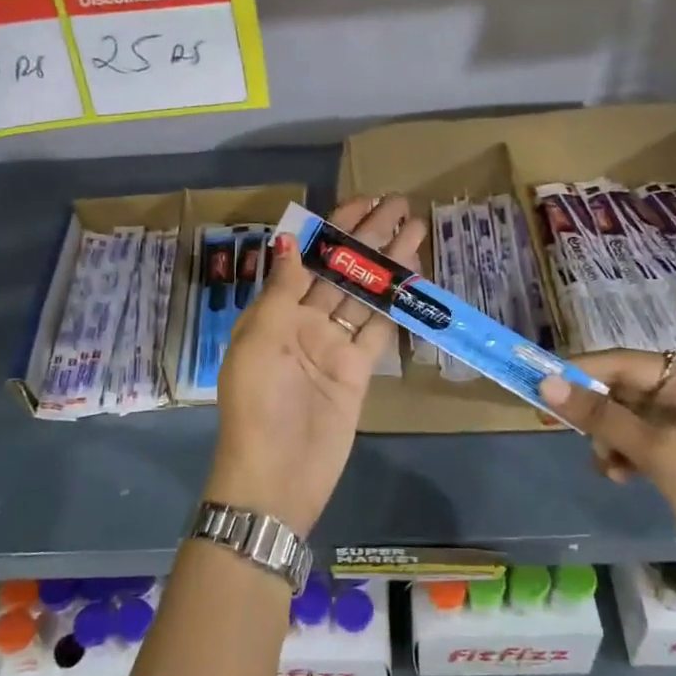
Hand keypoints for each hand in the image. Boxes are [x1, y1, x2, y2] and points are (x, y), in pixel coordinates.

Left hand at [210, 196, 424, 536]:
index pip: (309, 257)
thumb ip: (283, 289)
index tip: (362, 201)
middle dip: (368, 237)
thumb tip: (292, 239)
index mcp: (275, 311)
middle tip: (401, 204)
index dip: (334, 228)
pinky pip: (378, 330)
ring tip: (416, 229)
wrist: (277, 475)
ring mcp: (333, 346)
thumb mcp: (260, 339)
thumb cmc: (259, 403)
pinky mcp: (357, 371)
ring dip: (388, 264)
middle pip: (341, 270)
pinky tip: (413, 278)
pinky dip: (394, 305)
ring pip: (364, 294)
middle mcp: (304, 322)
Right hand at [539, 353, 675, 614]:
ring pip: (622, 418)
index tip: (539, 382)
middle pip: (622, 389)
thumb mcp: (658, 450)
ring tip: (608, 464)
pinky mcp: (675, 457)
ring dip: (606, 438)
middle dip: (595, 411)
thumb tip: (545, 385)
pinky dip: (619, 455)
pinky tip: (620, 476)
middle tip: (554, 422)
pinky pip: (631, 442)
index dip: (582, 371)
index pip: (626, 362)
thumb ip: (601, 416)